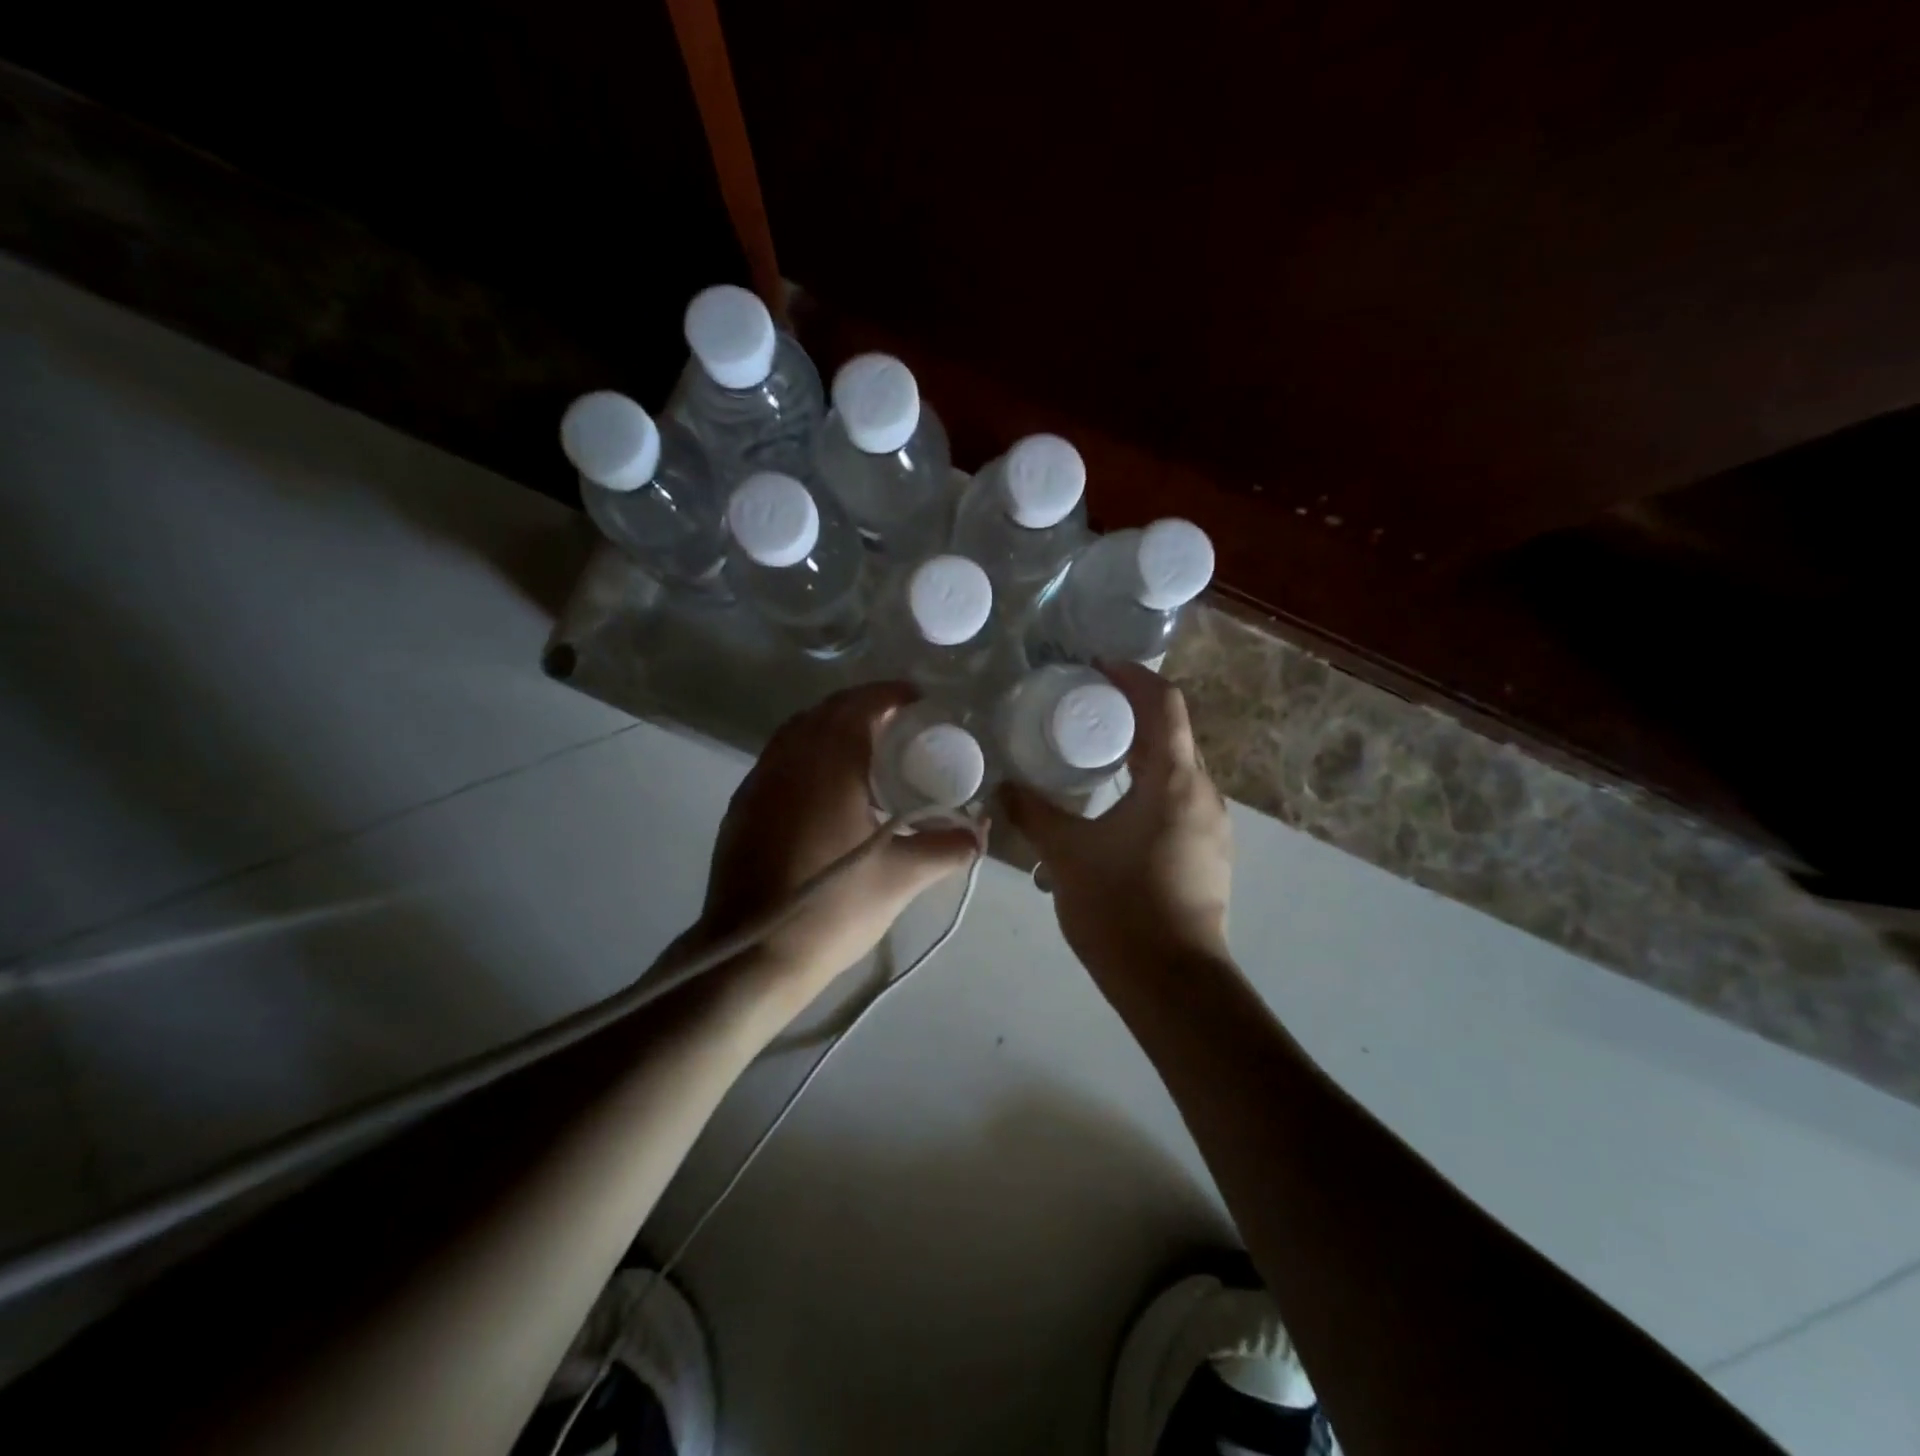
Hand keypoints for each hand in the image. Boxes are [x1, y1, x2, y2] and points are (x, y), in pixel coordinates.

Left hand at [691, 683, 981, 1015]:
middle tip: (897, 721)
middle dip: (862, 706)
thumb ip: (948, 848)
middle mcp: (789, 760)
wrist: (752, 955)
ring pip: (797, 732)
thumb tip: (982, 832)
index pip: (860, 706)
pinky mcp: (742, 807)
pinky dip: (806, 752)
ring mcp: (759, 782)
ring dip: (830, 726)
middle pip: (826, 711)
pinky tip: (825, 786)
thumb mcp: (902, 878)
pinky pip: (779, 758)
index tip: (917, 700)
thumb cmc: (834, 908)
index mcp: (828, 765)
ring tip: (864, 748)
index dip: (889, 695)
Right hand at [1001, 663, 1232, 980]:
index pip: (1164, 703)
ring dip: (1138, 755)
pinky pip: (1178, 802)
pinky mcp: (1209, 854)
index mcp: (1175, 781)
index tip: (1095, 668)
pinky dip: (1147, 788)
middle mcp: (1204, 794)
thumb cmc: (1120, 908)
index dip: (1132, 676)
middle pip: (1171, 734)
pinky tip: (1111, 809)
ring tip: (1090, 758)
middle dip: (1129, 715)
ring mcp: (1212, 826)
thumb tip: (1001, 786)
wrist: (1173, 985)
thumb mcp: (1065, 854)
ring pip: (1175, 771)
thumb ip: (1032, 813)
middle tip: (1081, 711)